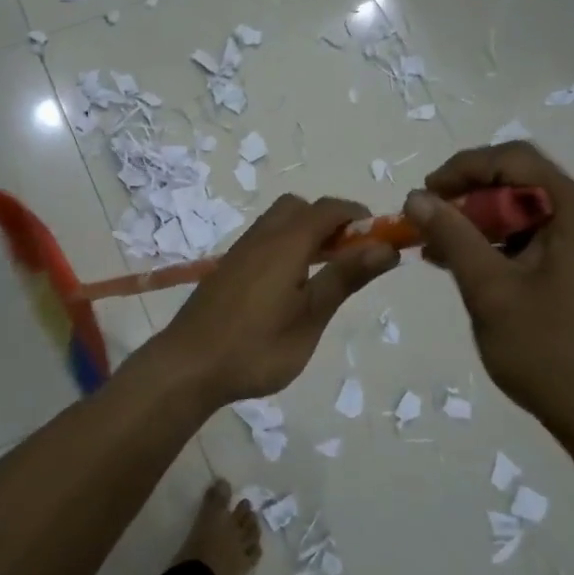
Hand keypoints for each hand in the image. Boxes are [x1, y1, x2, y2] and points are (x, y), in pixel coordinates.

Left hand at [147, 195, 398, 405]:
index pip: (328, 208)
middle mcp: (261, 237)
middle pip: (299, 207)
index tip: (380, 239)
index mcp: (285, 243)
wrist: (188, 366)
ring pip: (278, 223)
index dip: (357, 215)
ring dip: (305, 234)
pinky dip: (285, 247)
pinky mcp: (227, 269)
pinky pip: (263, 241)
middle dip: (329, 221)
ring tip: (322, 275)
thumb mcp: (310, 317)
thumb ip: (345, 278)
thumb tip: (385, 246)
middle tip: (348, 257)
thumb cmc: (256, 347)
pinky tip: (289, 287)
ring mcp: (240, 252)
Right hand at [405, 144, 573, 453]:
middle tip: (431, 223)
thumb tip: (417, 197)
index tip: (427, 194)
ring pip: (530, 214)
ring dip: (483, 224)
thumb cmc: (550, 354)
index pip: (518, 161)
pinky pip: (541, 240)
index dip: (466, 167)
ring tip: (439, 249)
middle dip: (471, 198)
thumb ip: (453, 237)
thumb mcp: (491, 292)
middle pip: (525, 184)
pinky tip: (469, 267)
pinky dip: (503, 246)